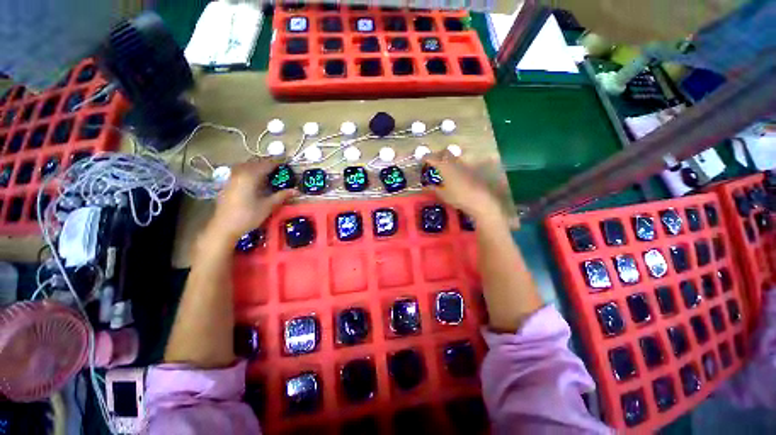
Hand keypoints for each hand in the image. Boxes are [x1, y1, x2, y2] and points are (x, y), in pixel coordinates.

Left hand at [206, 159, 295, 244]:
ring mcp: (232, 177)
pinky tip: (255, 180)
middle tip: (279, 167)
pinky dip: (250, 172)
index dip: (277, 163)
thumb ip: (282, 196)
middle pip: (256, 163)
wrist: (224, 226)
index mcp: (251, 175)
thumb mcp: (268, 206)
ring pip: (247, 166)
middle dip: (267, 163)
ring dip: (258, 167)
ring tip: (268, 172)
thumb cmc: (248, 215)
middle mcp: (240, 172)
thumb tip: (297, 191)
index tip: (287, 162)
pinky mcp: (228, 183)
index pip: (267, 164)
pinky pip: (241, 171)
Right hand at [423, 151, 502, 222]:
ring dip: (447, 160)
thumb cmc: (457, 197)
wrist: (479, 199)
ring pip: (454, 157)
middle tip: (434, 161)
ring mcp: (464, 164)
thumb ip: (433, 189)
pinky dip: (455, 166)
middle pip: (445, 152)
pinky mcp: (472, 169)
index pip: (432, 158)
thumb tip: (426, 186)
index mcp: (444, 166)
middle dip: (438, 154)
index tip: (422, 159)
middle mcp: (454, 162)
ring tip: (443, 168)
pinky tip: (454, 174)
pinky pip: (460, 164)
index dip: (426, 157)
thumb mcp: (442, 194)